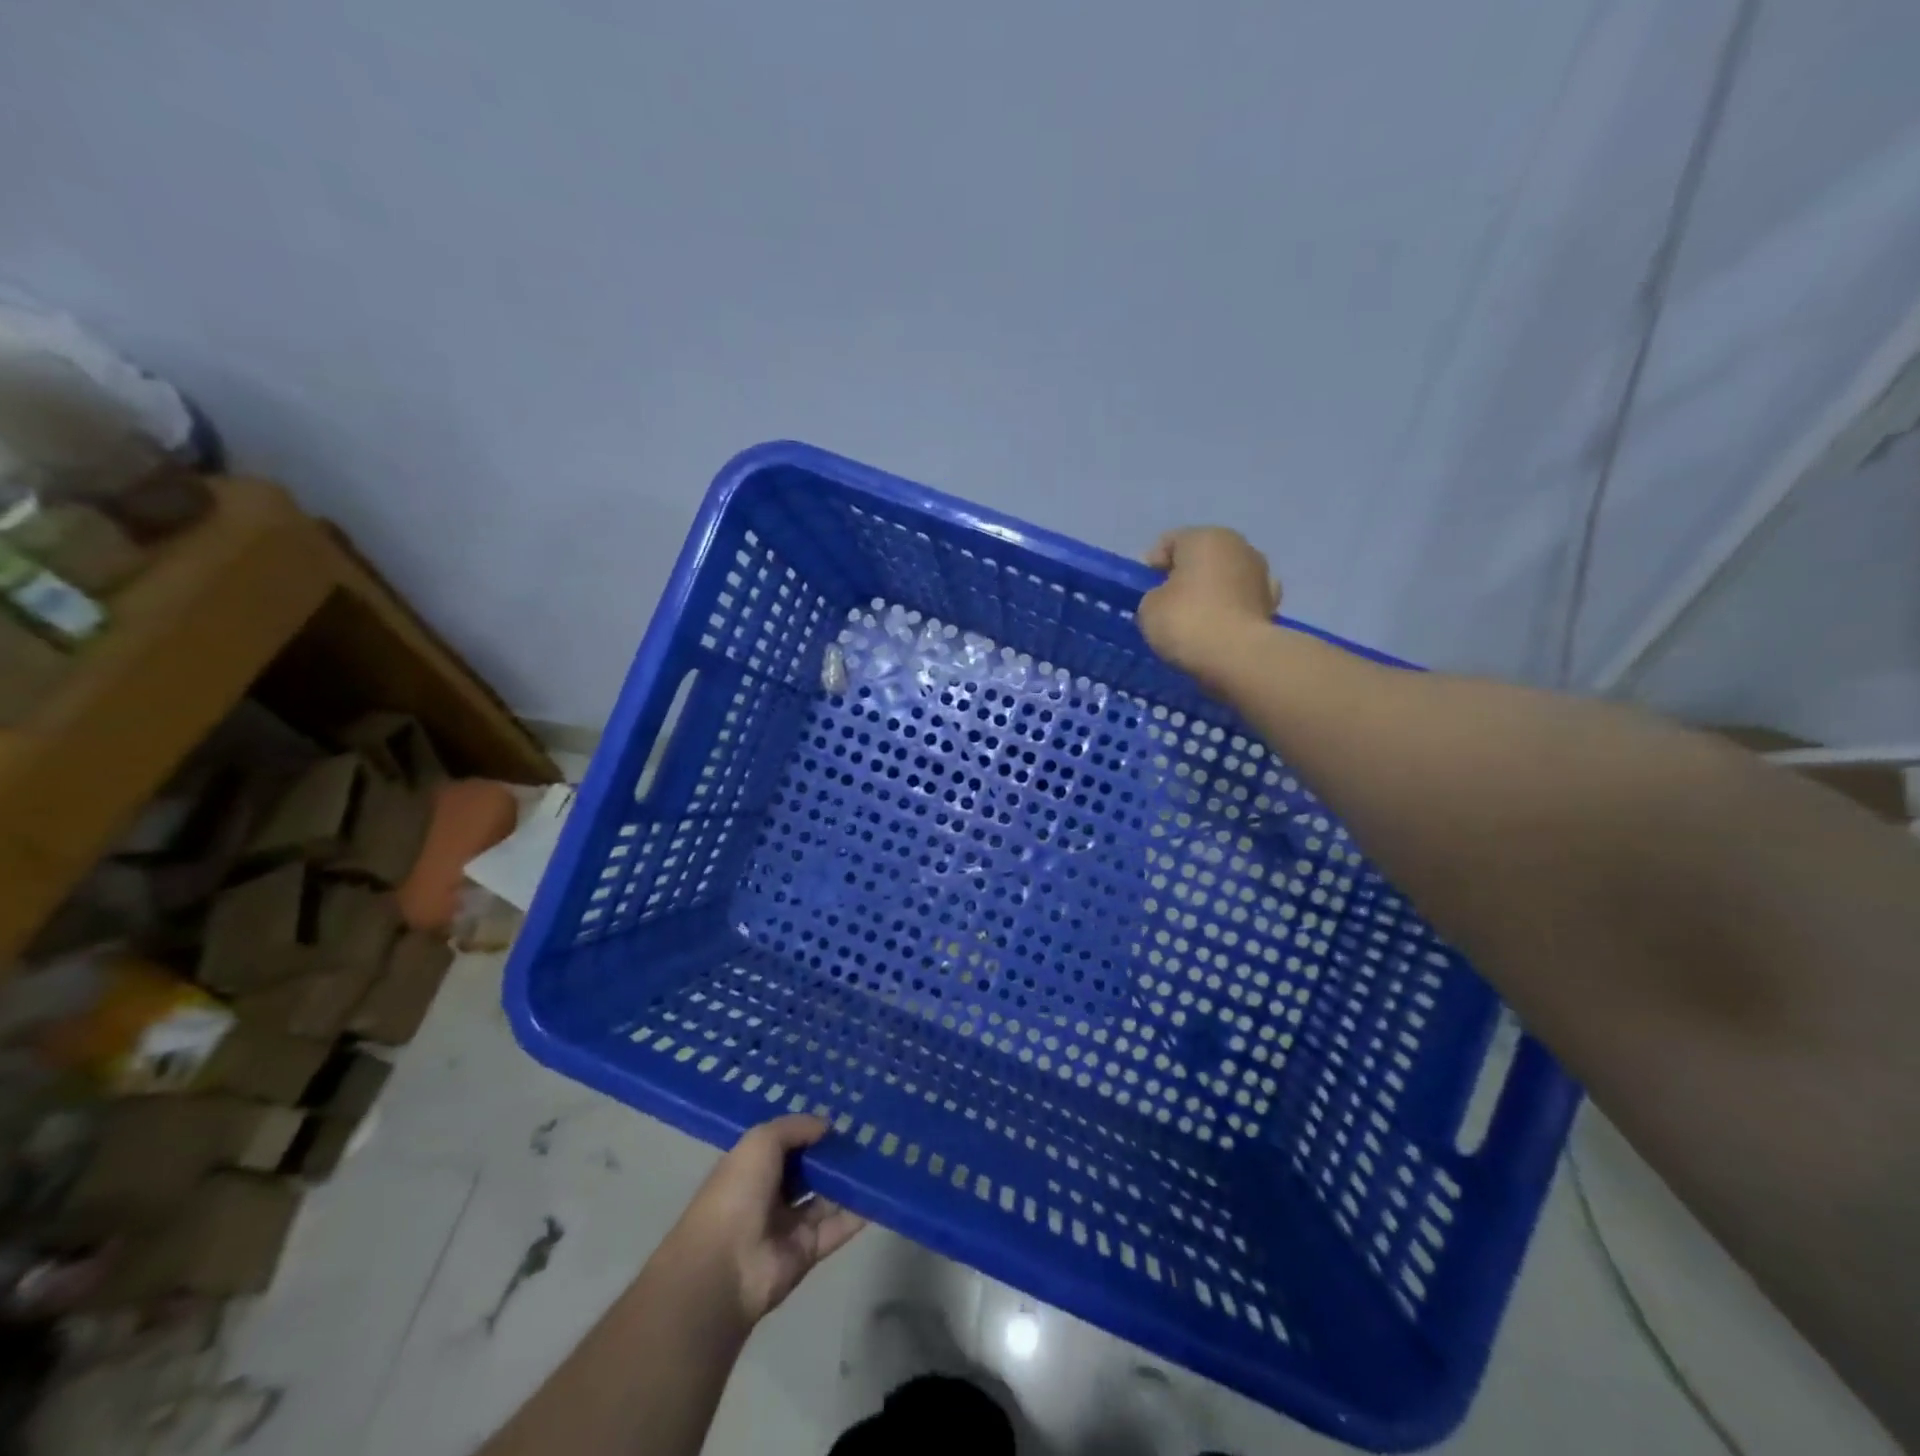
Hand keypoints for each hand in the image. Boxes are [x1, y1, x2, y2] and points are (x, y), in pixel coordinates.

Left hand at [663, 1115, 866, 1325]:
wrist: (724, 1267)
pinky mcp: (808, 1251)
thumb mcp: (760, 1142)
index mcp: (752, 1166)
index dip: (811, 1129)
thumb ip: (794, 1128)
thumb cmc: (737, 1193)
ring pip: (827, 1197)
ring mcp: (789, 1224)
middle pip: (809, 1169)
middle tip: (871, 1131)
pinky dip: (859, 1212)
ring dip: (850, 1180)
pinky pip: (838, 1227)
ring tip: (883, 1155)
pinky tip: (882, 1191)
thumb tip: (827, 1125)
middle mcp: (771, 1193)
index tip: (843, 1114)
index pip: (787, 1143)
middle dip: (834, 1153)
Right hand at [1138, 527, 1280, 689]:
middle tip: (1167, 605)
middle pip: (1202, 557)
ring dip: (1211, 593)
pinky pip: (1241, 603)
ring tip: (1194, 621)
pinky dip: (1230, 611)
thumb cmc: (1186, 621)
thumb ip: (1154, 595)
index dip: (1151, 566)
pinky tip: (1219, 630)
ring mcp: (1262, 575)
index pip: (1169, 542)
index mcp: (1205, 537)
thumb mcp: (1148, 607)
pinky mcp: (1273, 605)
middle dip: (1185, 577)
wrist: (1237, 657)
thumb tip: (1167, 598)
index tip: (1143, 592)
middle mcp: (1239, 546)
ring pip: (1225, 579)